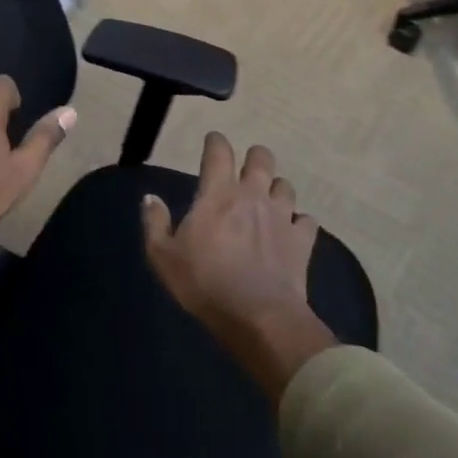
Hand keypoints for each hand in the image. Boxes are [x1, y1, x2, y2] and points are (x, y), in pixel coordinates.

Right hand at [142, 132, 337, 401]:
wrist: (258, 317)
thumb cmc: (205, 282)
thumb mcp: (163, 256)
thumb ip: (155, 223)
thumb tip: (150, 198)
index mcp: (218, 192)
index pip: (219, 151)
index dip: (216, 141)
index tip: (213, 141)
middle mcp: (253, 194)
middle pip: (261, 157)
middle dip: (254, 157)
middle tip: (245, 169)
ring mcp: (282, 215)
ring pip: (285, 185)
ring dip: (276, 188)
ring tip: (268, 200)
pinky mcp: (303, 241)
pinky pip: (307, 220)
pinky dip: (300, 221)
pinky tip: (292, 231)